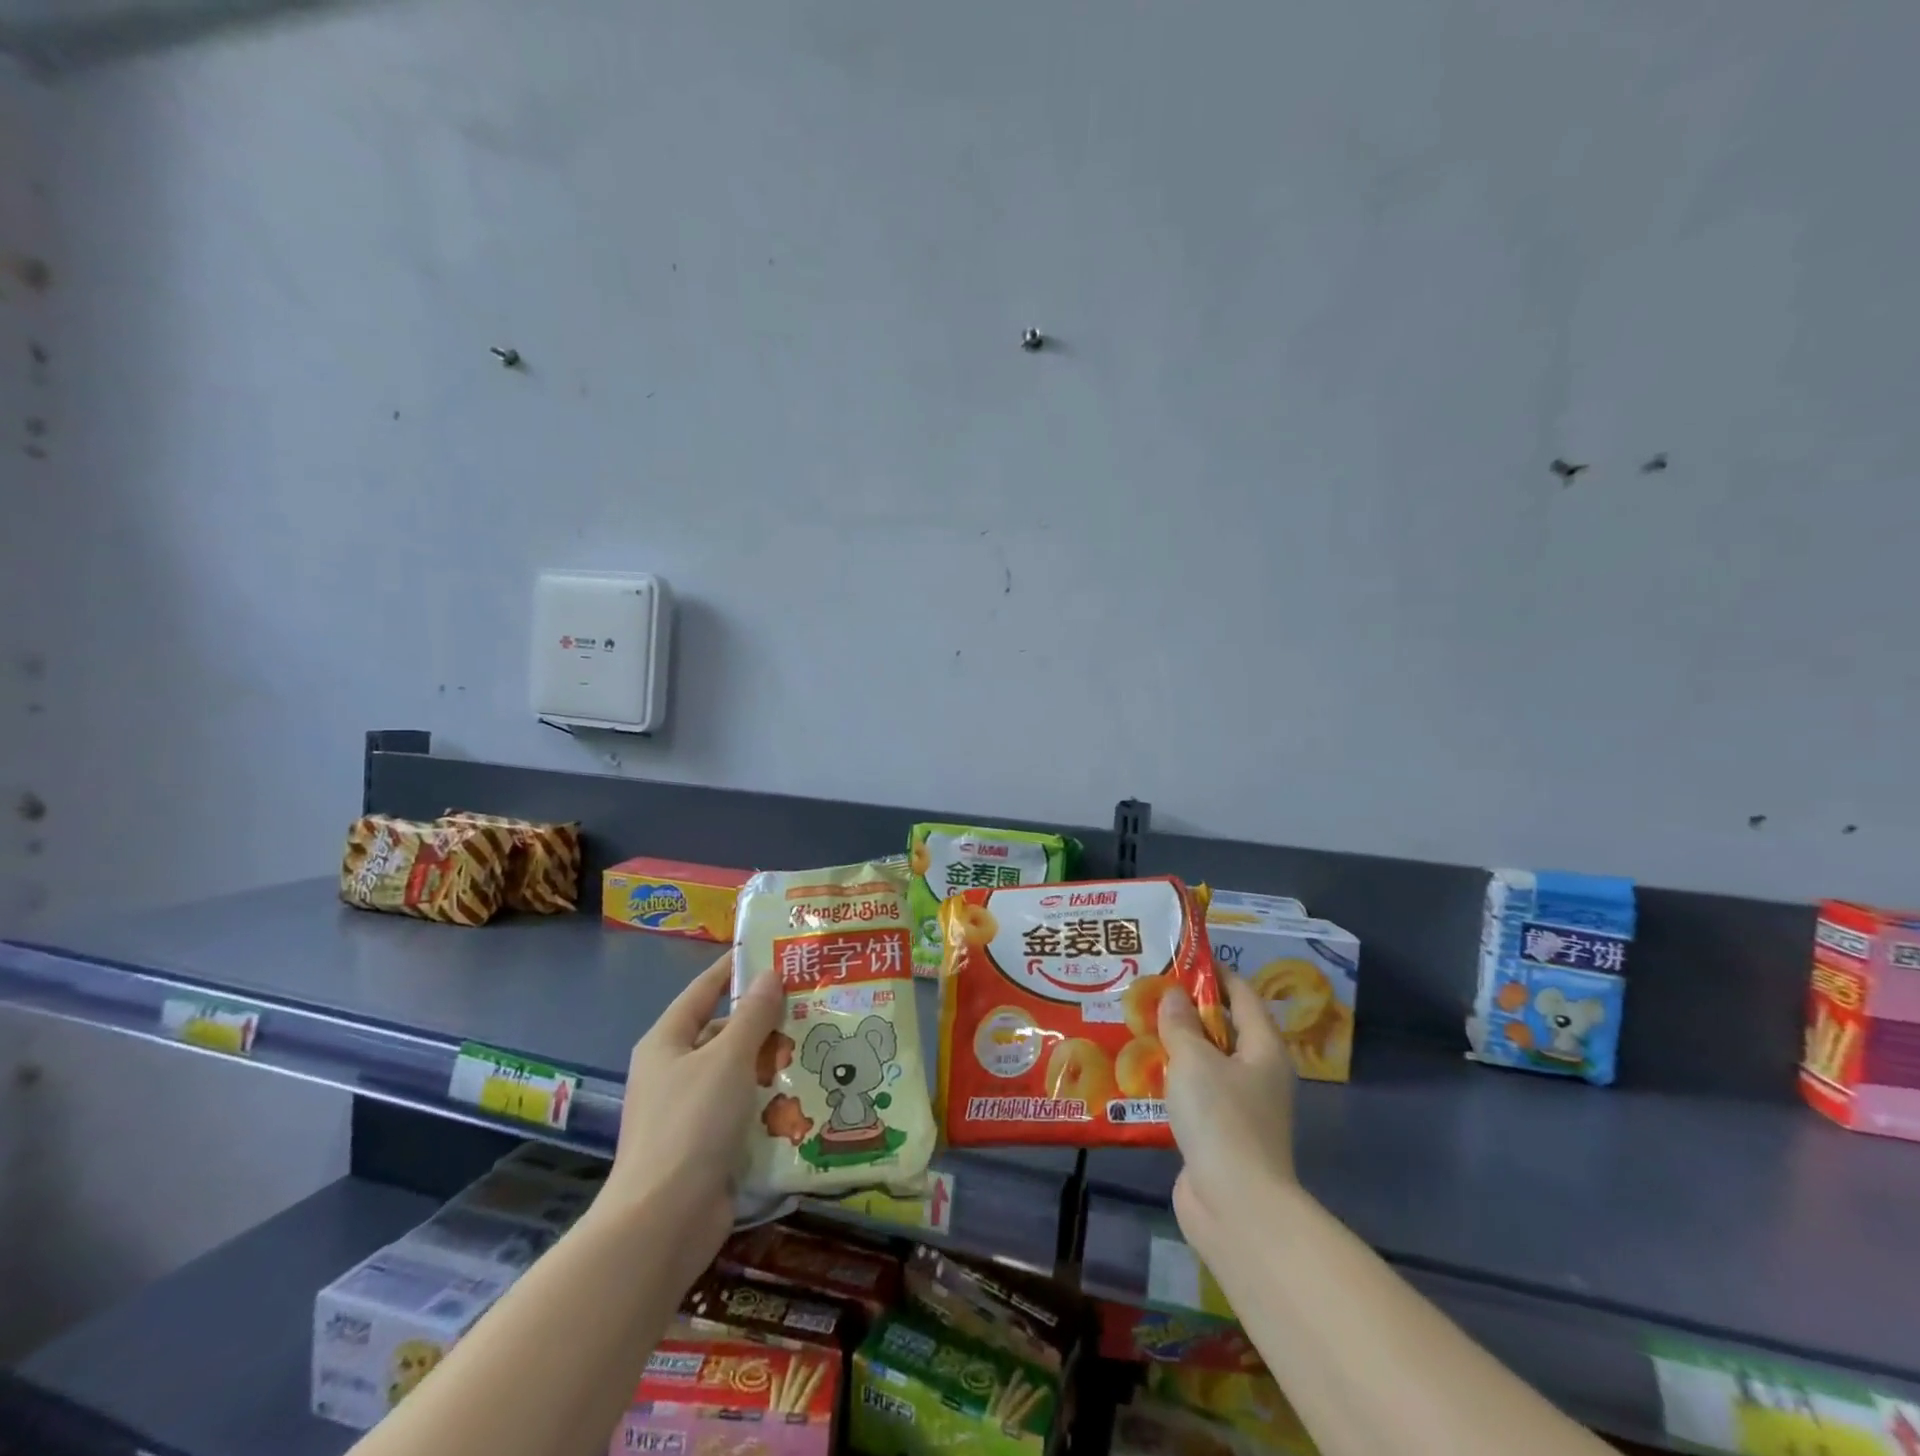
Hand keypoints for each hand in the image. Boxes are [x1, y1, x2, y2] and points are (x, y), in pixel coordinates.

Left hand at [602, 952, 783, 1269]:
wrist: (664, 1224)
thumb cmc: (692, 1124)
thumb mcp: (728, 1058)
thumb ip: (753, 1015)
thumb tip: (770, 975)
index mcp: (667, 1043)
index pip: (703, 990)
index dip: (733, 969)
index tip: (771, 950)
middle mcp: (675, 1072)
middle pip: (725, 1033)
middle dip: (766, 1021)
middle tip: (812, 1003)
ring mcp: (691, 1112)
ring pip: (740, 1073)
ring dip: (774, 1064)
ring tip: (821, 1046)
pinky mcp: (709, 1146)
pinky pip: (745, 1110)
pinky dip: (771, 1102)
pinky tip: (809, 1095)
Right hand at [1158, 973, 1300, 1257]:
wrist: (1237, 1207)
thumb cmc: (1221, 1119)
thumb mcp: (1194, 1059)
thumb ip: (1180, 1023)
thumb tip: (1174, 994)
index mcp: (1263, 1048)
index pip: (1242, 994)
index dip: (1214, 973)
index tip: (1179, 957)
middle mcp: (1257, 1073)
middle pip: (1223, 1028)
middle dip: (1187, 1009)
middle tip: (1147, 990)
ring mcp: (1240, 1106)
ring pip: (1206, 1062)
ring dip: (1175, 1046)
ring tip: (1135, 1025)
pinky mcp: (1219, 1133)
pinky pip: (1194, 1093)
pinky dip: (1172, 1079)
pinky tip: (1138, 1073)